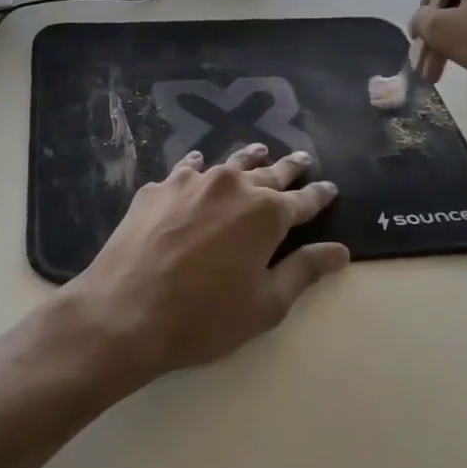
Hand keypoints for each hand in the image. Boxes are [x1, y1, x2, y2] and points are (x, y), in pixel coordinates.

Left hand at [67, 143, 347, 384]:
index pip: (304, 200)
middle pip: (269, 172)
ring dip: (248, 159)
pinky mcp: (158, 188)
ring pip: (228, 163)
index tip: (330, 188)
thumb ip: (304, 271)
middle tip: (302, 160)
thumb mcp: (266, 304)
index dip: (320, 195)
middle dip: (289, 168)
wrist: (125, 311)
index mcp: (266, 213)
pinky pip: (186, 170)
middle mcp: (232, 186)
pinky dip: (198, 168)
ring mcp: (192, 182)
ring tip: (259, 151)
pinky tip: (197, 166)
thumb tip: (340, 251)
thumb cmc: (204, 316)